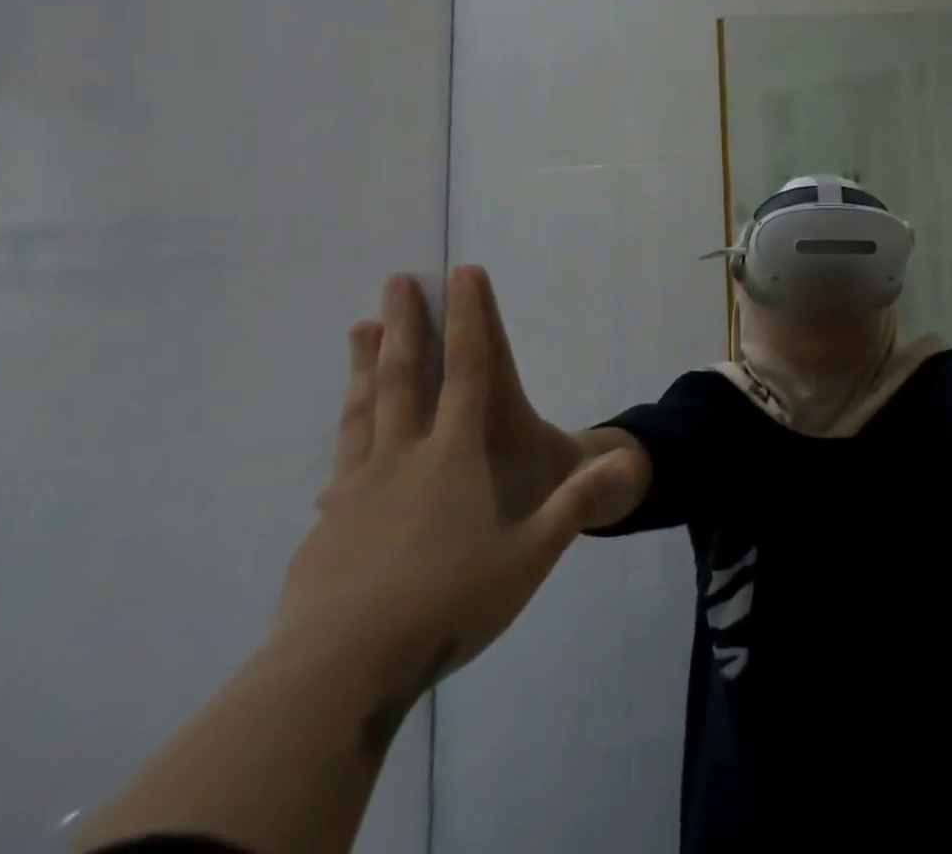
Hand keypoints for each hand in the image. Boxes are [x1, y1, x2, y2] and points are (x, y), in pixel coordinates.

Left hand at [273, 268, 645, 699]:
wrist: (335, 675)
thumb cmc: (446, 603)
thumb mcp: (529, 557)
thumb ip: (575, 505)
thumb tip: (625, 462)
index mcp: (454, 456)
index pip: (467, 371)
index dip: (467, 320)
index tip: (460, 275)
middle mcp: (404, 457)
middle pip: (403, 376)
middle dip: (404, 324)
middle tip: (396, 281)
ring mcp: (357, 489)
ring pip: (363, 410)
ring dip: (364, 365)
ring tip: (358, 328)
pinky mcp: (325, 527)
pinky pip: (340, 466)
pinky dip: (345, 439)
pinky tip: (337, 451)